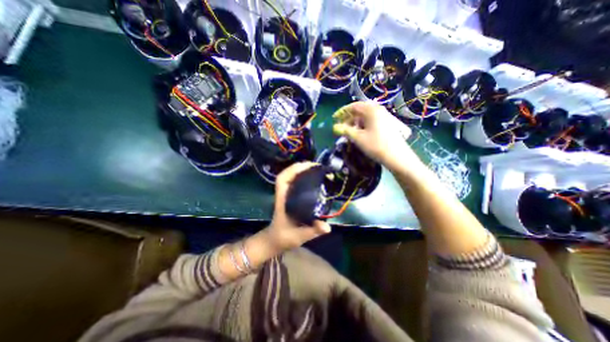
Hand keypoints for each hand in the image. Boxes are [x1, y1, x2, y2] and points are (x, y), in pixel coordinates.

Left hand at [269, 161, 331, 248]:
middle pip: (287, 175)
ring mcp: (285, 194)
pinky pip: (294, 182)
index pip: (282, 180)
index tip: (307, 166)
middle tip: (316, 166)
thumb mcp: (299, 236)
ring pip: (290, 177)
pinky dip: (301, 176)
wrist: (275, 240)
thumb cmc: (284, 238)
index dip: (293, 170)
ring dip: (301, 170)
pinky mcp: (289, 196)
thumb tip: (327, 227)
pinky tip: (311, 177)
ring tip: (315, 168)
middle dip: (300, 167)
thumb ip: (313, 231)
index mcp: (282, 201)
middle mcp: (283, 194)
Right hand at [333, 101, 420, 170]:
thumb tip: (335, 127)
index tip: (334, 118)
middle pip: (360, 110)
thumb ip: (345, 130)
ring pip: (365, 116)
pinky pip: (371, 121)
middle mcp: (378, 110)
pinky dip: (363, 125)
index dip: (342, 112)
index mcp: (371, 110)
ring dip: (355, 122)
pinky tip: (360, 133)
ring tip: (349, 131)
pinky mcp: (387, 123)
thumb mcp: (358, 138)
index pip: (353, 106)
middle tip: (341, 127)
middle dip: (349, 118)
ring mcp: (384, 116)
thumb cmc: (375, 145)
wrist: (397, 156)